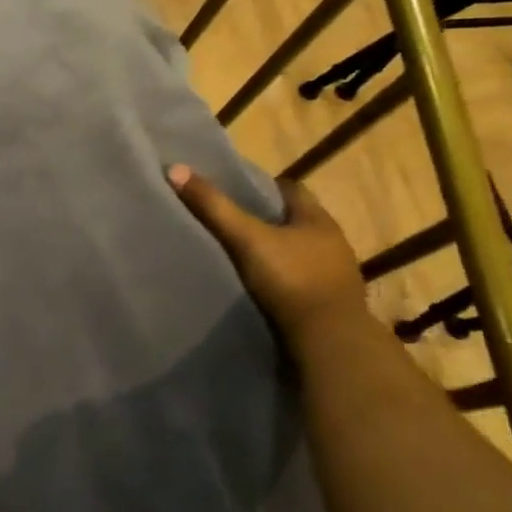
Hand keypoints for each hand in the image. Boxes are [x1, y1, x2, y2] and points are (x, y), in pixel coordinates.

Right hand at [169, 165, 368, 339]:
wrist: (330, 342)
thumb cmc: (292, 280)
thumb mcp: (247, 239)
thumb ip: (214, 207)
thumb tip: (176, 169)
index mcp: (318, 220)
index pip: (291, 190)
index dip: (264, 187)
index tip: (236, 190)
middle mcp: (332, 243)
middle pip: (295, 222)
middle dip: (267, 221)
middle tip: (231, 222)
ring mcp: (335, 276)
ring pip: (299, 254)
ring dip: (276, 253)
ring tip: (240, 256)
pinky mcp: (330, 306)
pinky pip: (301, 283)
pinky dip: (282, 282)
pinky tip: (260, 289)